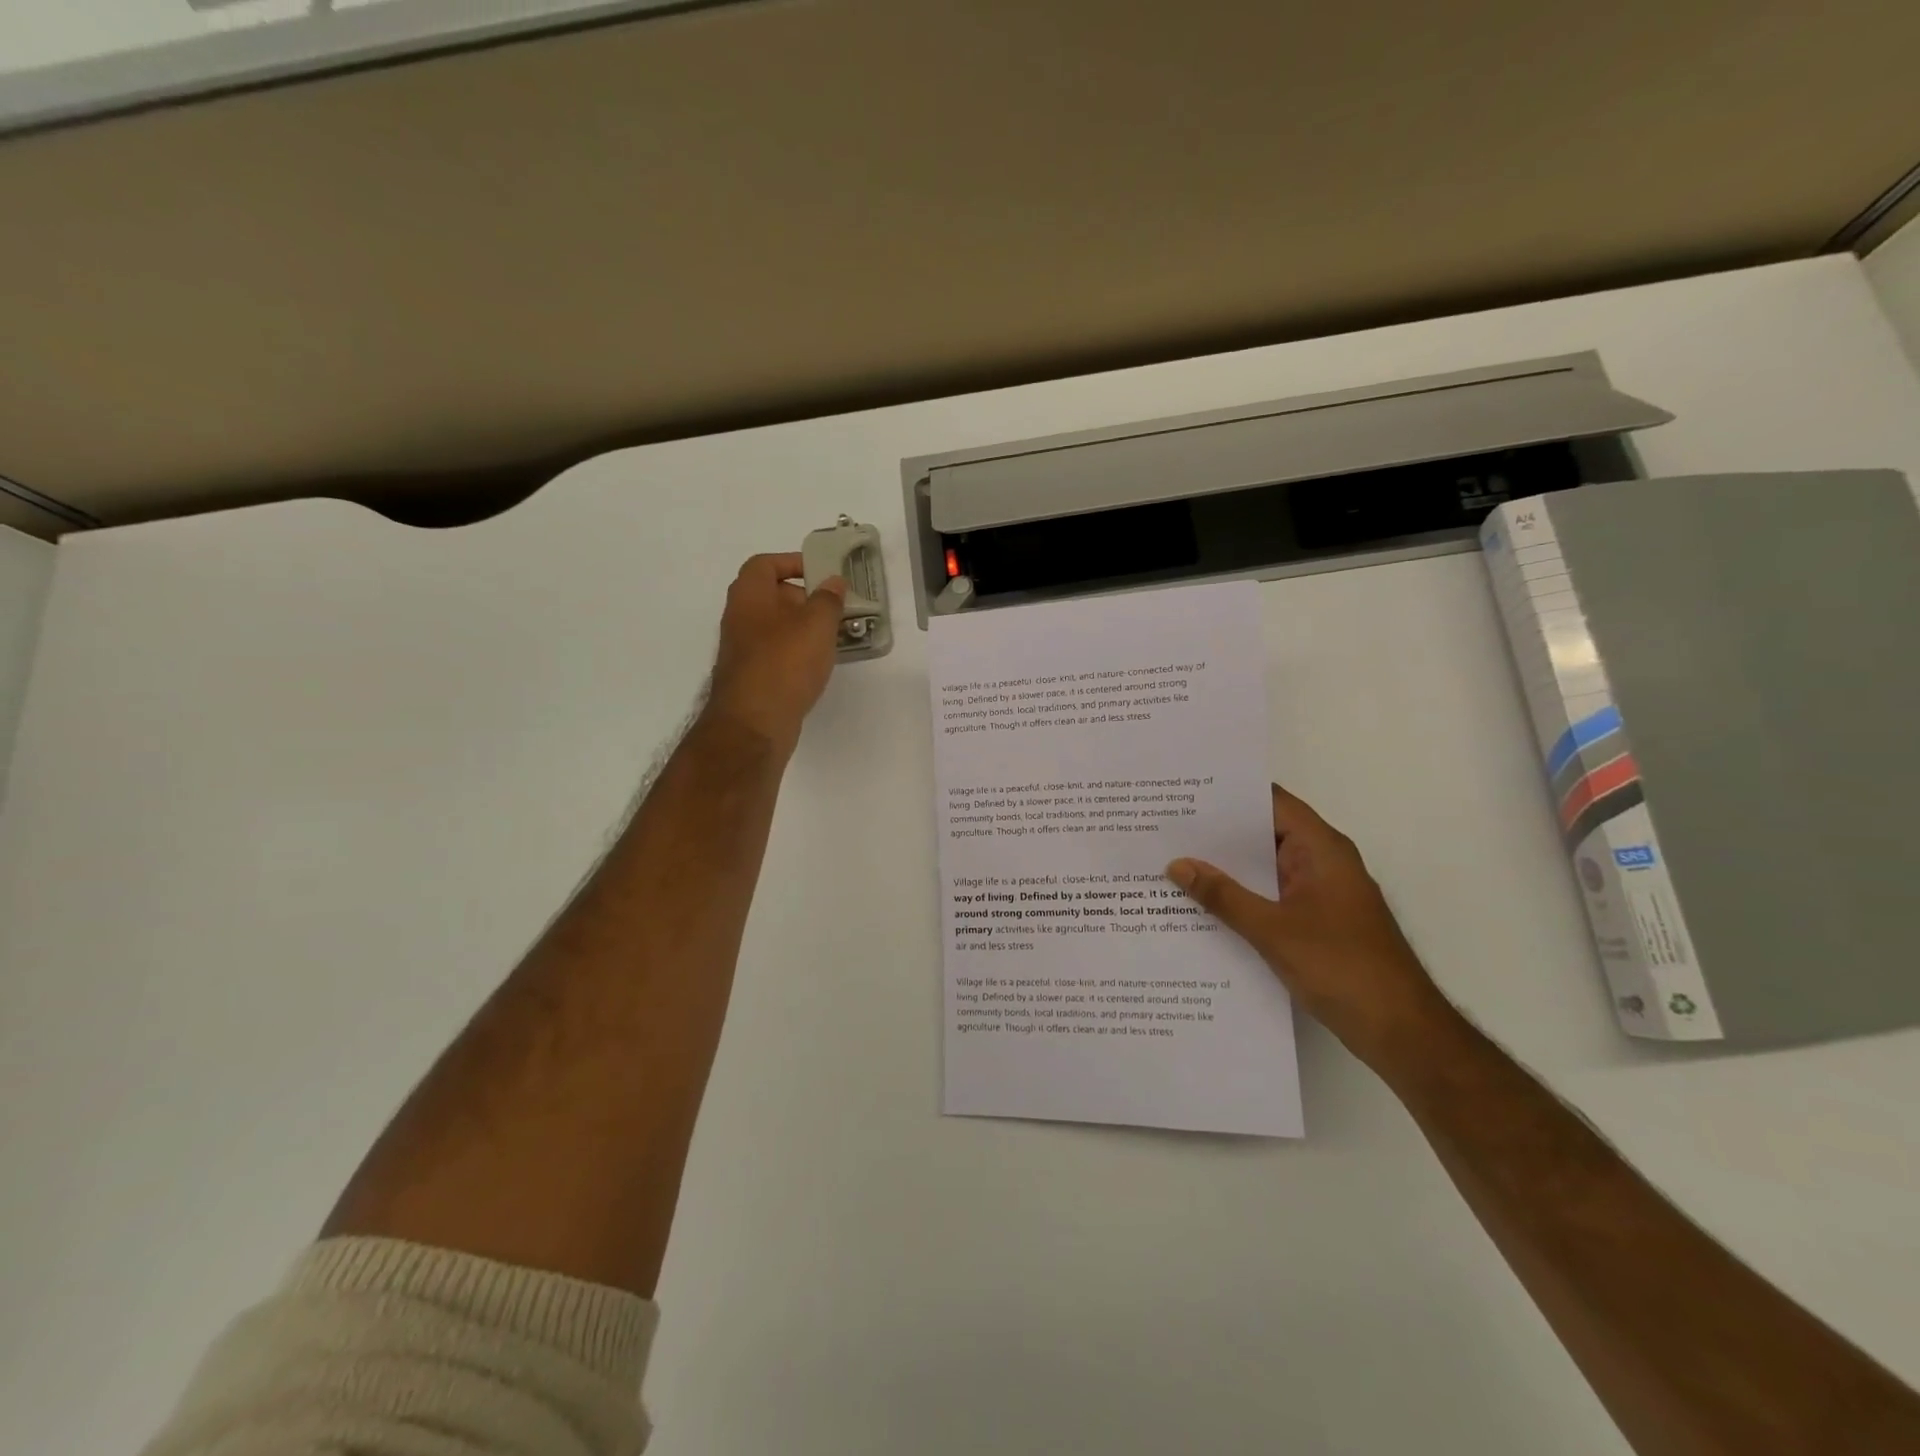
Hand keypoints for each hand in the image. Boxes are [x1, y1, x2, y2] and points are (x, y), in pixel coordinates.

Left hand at [704, 553, 846, 753]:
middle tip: (835, 608)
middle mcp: (740, 619)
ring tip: (835, 636)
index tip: (821, 573)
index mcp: (749, 596)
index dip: (792, 562)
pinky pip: (778, 654)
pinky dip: (799, 653)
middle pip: (771, 596)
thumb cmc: (784, 663)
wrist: (753, 724)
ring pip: (777, 628)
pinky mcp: (753, 678)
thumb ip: (828, 600)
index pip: (764, 564)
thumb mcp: (816, 625)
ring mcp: (744, 651)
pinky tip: (820, 664)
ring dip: (805, 628)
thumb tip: (833, 582)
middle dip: (804, 598)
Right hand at [1167, 784, 1455, 1073]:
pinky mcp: (1317, 923)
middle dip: (1218, 832)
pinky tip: (1203, 906)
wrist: (1401, 1031)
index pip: (1271, 802)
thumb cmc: (1342, 967)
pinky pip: (1271, 897)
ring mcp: (1321, 894)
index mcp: (1321, 849)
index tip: (1185, 792)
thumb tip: (1177, 865)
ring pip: (1266, 868)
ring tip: (1173, 861)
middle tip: (1166, 827)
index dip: (1229, 794)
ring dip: (1227, 868)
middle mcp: (1323, 862)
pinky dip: (1241, 896)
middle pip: (1265, 833)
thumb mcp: (1272, 930)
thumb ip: (1223, 896)